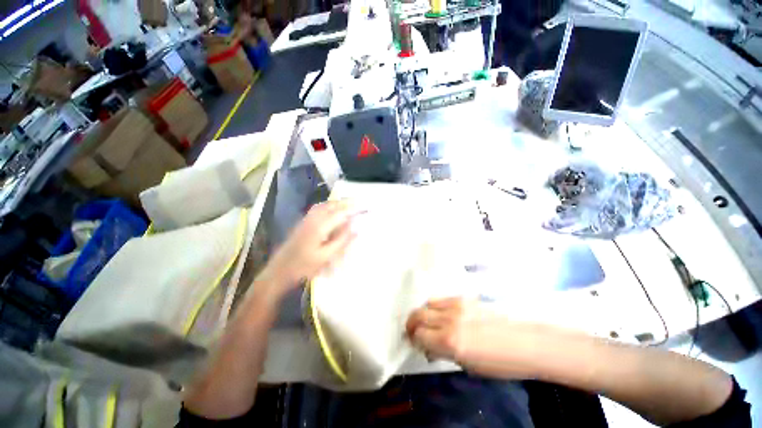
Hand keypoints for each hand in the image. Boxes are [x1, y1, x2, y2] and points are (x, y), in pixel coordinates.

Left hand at [258, 201, 356, 299]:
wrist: (280, 270)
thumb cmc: (304, 265)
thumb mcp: (326, 256)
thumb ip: (342, 240)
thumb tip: (355, 228)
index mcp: (320, 226)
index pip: (341, 212)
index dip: (353, 209)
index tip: (364, 207)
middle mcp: (313, 218)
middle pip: (332, 205)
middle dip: (345, 202)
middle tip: (358, 203)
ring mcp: (306, 219)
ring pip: (324, 205)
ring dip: (336, 203)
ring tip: (347, 205)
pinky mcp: (303, 222)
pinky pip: (318, 209)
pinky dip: (328, 206)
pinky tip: (331, 211)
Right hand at [406, 297, 542, 377]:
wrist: (526, 342)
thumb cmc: (500, 363)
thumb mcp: (468, 365)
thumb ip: (444, 353)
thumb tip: (430, 348)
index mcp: (450, 341)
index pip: (419, 336)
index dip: (413, 340)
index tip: (414, 344)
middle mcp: (449, 320)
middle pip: (418, 315)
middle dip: (411, 324)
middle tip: (412, 331)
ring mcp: (456, 305)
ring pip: (428, 303)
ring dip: (423, 313)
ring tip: (426, 321)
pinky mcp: (464, 298)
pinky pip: (442, 299)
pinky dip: (436, 306)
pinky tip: (442, 314)